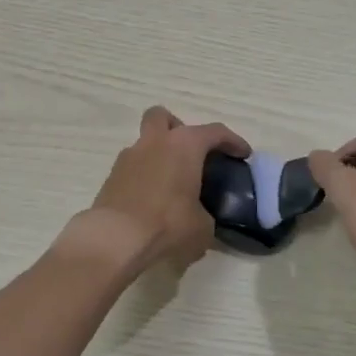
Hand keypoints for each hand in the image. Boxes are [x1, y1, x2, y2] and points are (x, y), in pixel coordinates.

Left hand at [62, 106, 248, 276]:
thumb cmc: (167, 224)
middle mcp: (155, 142)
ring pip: (146, 142)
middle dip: (178, 129)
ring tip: (170, 184)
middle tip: (190, 154)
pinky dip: (144, 177)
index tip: (243, 154)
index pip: (215, 132)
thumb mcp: (202, 228)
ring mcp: (129, 156)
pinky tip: (151, 200)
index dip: (233, 141)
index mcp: (184, 145)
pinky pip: (133, 167)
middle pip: (164, 117)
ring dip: (158, 155)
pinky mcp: (111, 176)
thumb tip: (202, 219)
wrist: (115, 238)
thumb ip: (206, 216)